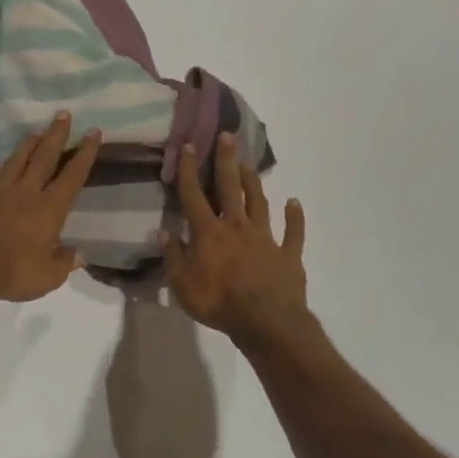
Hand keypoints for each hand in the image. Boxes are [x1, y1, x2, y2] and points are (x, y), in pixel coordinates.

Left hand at [0, 114, 100, 305]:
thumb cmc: (12, 273)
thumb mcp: (48, 277)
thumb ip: (64, 263)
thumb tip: (78, 255)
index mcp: (49, 209)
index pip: (72, 176)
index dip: (85, 154)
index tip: (93, 132)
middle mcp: (25, 193)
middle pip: (44, 158)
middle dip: (56, 135)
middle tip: (63, 114)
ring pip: (14, 163)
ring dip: (26, 146)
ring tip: (35, 131)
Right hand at [162, 133, 306, 342]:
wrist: (266, 322)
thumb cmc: (218, 303)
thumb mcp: (182, 284)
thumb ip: (173, 256)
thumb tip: (163, 231)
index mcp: (209, 232)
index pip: (193, 194)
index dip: (188, 169)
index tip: (188, 144)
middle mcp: (236, 226)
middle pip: (229, 187)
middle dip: (226, 160)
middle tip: (228, 136)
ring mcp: (265, 238)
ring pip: (258, 203)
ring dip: (253, 182)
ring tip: (249, 164)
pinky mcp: (288, 254)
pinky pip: (293, 232)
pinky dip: (295, 217)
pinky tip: (294, 203)